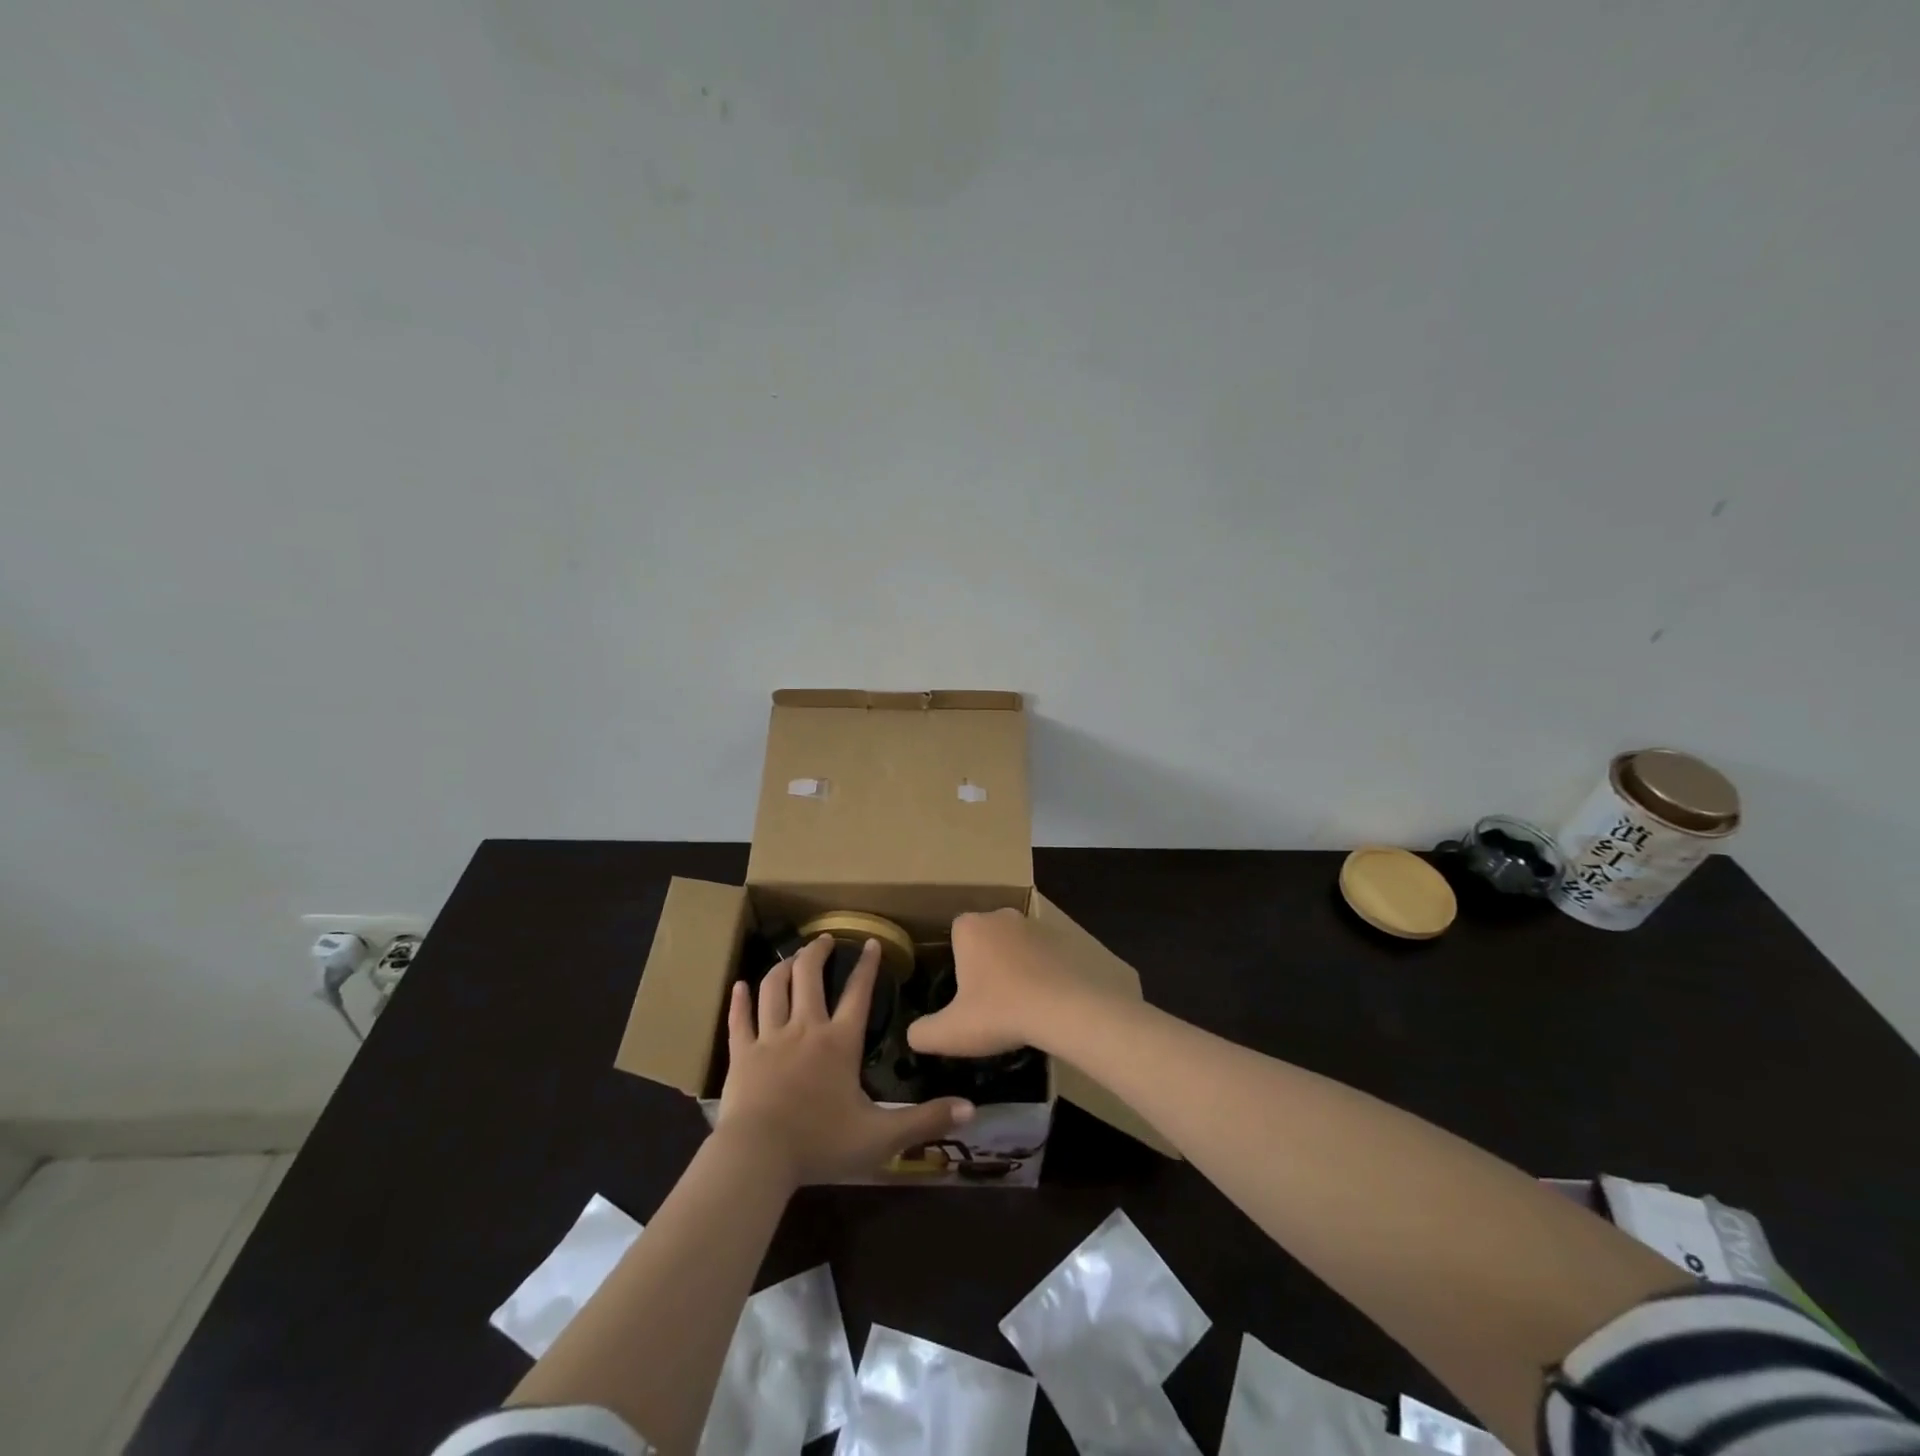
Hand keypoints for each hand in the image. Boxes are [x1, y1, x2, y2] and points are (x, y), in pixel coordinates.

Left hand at [718, 935, 972, 1186]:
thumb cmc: (821, 1143)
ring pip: (774, 989)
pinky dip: (740, 1000)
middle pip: (809, 977)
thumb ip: (925, 1120)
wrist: (759, 1157)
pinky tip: (739, 986)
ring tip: (791, 956)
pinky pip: (740, 1019)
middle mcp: (805, 1028)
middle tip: (823, 939)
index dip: (867, 966)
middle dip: (817, 953)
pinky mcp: (741, 1054)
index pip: (858, 993)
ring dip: (783, 967)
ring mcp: (769, 1038)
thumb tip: (971, 1108)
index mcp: (840, 1042)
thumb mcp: (882, 1136)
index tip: (871, 942)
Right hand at [907, 909, 1083, 1057]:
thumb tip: (913, 1035)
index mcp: (970, 927)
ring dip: (1016, 965)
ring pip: (1016, 944)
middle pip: (986, 937)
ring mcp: (1036, 924)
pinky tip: (1045, 1001)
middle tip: (989, 1000)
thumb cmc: (1000, 1012)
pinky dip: (1042, 971)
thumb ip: (923, 1033)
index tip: (964, 992)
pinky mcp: (1064, 939)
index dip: (958, 962)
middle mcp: (1001, 915)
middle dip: (986, 961)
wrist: (1066, 1008)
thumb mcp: (951, 1032)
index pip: (955, 935)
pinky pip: (1044, 954)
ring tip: (1019, 1004)